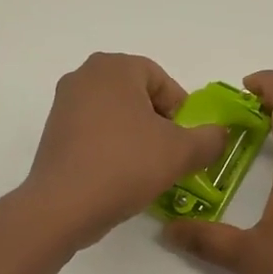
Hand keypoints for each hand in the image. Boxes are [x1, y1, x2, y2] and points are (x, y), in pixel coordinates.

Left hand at [23, 53, 231, 248]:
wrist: (63, 206)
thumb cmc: (125, 165)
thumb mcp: (181, 152)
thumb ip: (210, 139)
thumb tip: (219, 135)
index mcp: (115, 67)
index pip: (163, 82)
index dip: (181, 113)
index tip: (184, 142)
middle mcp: (85, 75)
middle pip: (139, 96)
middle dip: (159, 124)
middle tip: (168, 155)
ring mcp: (64, 103)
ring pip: (117, 115)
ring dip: (136, 137)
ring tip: (145, 169)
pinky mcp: (53, 131)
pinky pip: (95, 131)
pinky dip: (112, 147)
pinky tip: (119, 175)